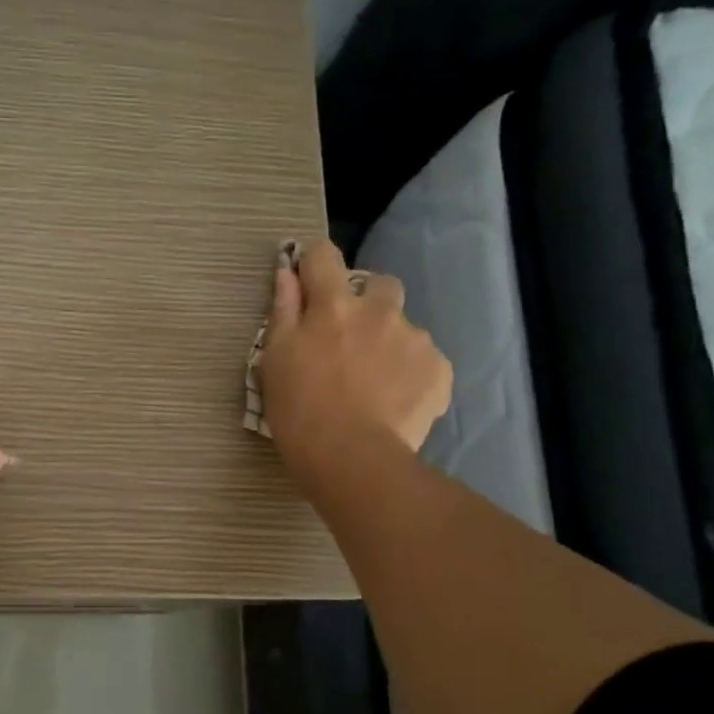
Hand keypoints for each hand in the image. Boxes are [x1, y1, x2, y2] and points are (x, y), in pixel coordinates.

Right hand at [259, 239, 452, 494]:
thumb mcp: (275, 361)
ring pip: (404, 326)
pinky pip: (424, 360)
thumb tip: (287, 274)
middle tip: (351, 337)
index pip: (323, 256)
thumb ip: (283, 312)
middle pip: (379, 283)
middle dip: (367, 300)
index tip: (308, 279)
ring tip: (375, 382)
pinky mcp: (439, 369)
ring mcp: (414, 339)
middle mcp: (378, 311)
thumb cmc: (299, 410)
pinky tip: (395, 401)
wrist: (352, 458)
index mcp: (332, 306)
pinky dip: (410, 374)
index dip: (314, 262)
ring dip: (389, 341)